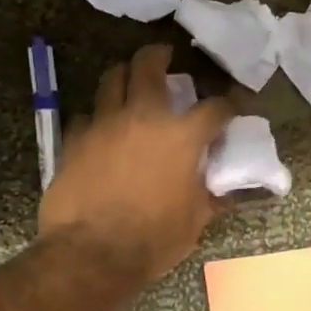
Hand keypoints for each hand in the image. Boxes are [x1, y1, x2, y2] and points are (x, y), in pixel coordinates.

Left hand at [39, 44, 235, 286]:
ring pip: (112, 80)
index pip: (215, 108)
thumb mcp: (195, 220)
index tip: (235, 105)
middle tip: (165, 57)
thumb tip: (227, 191)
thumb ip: (212, 196)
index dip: (230, 104)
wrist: (92, 254)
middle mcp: (143, 117)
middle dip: (160, 56)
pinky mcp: (74, 140)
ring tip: (129, 81)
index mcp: (182, 136)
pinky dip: (96, 118)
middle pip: (149, 66)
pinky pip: (86, 116)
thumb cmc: (153, 238)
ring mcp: (104, 124)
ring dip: (124, 76)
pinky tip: (100, 129)